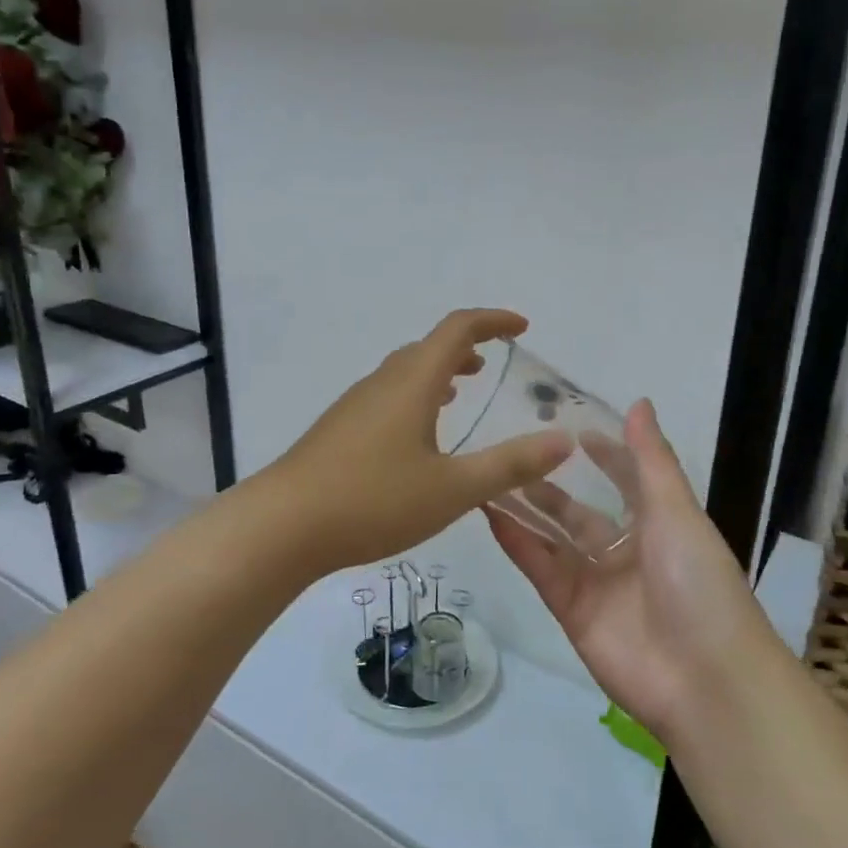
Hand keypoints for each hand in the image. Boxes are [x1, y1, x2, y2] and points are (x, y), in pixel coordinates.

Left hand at [266, 309, 573, 575]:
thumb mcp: (452, 489)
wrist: (283, 525)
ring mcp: (355, 405)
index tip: (521, 328)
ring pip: (405, 373)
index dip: (492, 321)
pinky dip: (415, 396)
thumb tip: (563, 441)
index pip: (457, 330)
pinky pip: (387, 396)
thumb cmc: (373, 501)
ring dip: (438, 371)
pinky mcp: (339, 430)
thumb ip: (509, 465)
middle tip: (495, 363)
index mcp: (413, 383)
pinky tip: (417, 434)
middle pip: (428, 347)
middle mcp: (382, 383)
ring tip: (463, 389)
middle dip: (466, 347)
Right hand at [487, 399, 773, 748]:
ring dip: (526, 509)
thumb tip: (638, 401)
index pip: (628, 480)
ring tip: (491, 474)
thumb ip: (651, 459)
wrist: (703, 678)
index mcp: (661, 525)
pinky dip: (517, 541)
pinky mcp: (570, 609)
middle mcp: (627, 550)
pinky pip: (540, 567)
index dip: (605, 455)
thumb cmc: (698, 581)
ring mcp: (597, 581)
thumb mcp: (677, 511)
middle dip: (554, 483)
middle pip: (582, 510)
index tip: (571, 427)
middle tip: (515, 450)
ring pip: (554, 537)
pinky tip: (489, 511)